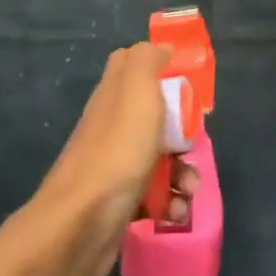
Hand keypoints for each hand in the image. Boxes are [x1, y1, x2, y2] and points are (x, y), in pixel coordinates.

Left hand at [27, 43, 198, 275]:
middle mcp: (112, 125)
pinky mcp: (119, 202)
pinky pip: (154, 195)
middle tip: (194, 142)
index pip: (133, 64)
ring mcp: (114, 165)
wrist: (81, 226)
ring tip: (188, 189)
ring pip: (160, 157)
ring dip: (183, 172)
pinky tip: (174, 212)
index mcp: (114, 94)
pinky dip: (170, 202)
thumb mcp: (137, 89)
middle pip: (155, 115)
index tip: (188, 82)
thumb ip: (148, 59)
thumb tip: (161, 48)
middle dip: (184, 130)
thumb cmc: (117, 151)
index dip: (162, 66)